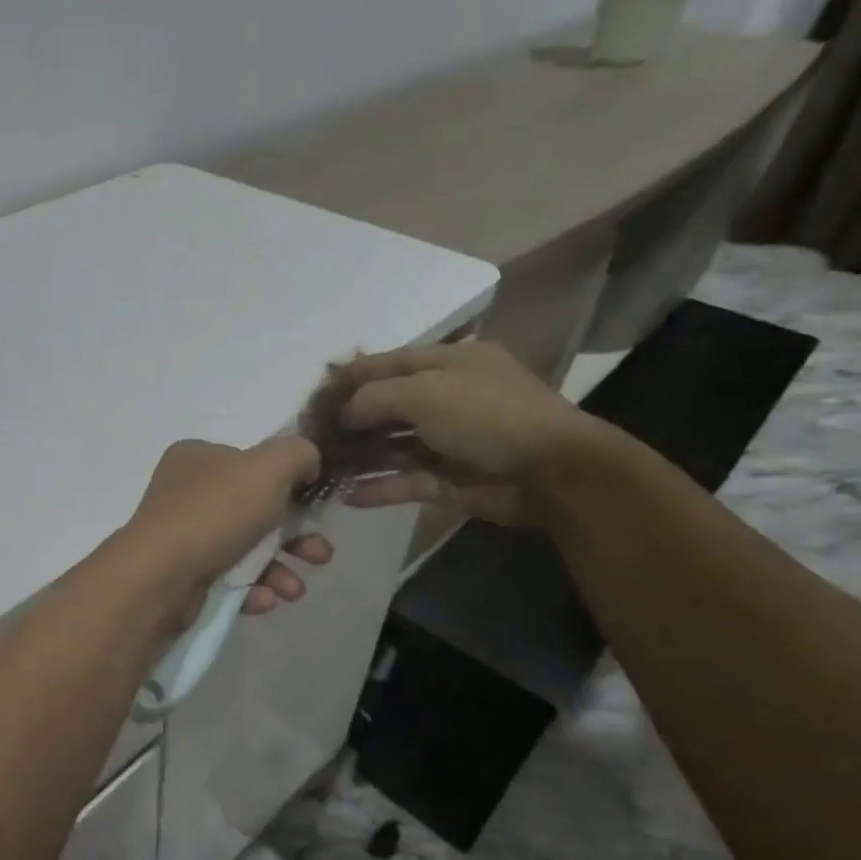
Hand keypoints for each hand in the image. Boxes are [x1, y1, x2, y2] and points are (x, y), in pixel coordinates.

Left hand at [120, 437, 333, 620]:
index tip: (315, 506)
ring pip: (245, 551)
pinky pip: (227, 581)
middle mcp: (186, 494)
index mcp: (198, 458)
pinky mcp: (182, 578)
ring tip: (295, 590)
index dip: (288, 483)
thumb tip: (309, 461)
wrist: (161, 576)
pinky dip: (251, 590)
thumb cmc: (216, 512)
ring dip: (279, 570)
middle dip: (295, 536)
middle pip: (255, 512)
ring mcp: (182, 538)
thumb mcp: (268, 467)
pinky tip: (266, 600)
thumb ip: (298, 454)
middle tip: (320, 554)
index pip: (251, 464)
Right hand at [328, 341, 612, 526]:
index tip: (315, 390)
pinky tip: (348, 496)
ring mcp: (447, 441)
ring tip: (319, 466)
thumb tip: (341, 412)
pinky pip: (404, 481)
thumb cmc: (488, 415)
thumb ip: (374, 397)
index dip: (351, 375)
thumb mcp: (426, 392)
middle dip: (348, 418)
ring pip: (392, 446)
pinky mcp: (448, 479)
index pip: (389, 363)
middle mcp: (446, 399)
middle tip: (309, 433)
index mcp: (448, 364)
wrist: (551, 471)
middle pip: (386, 405)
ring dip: (358, 455)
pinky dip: (379, 488)